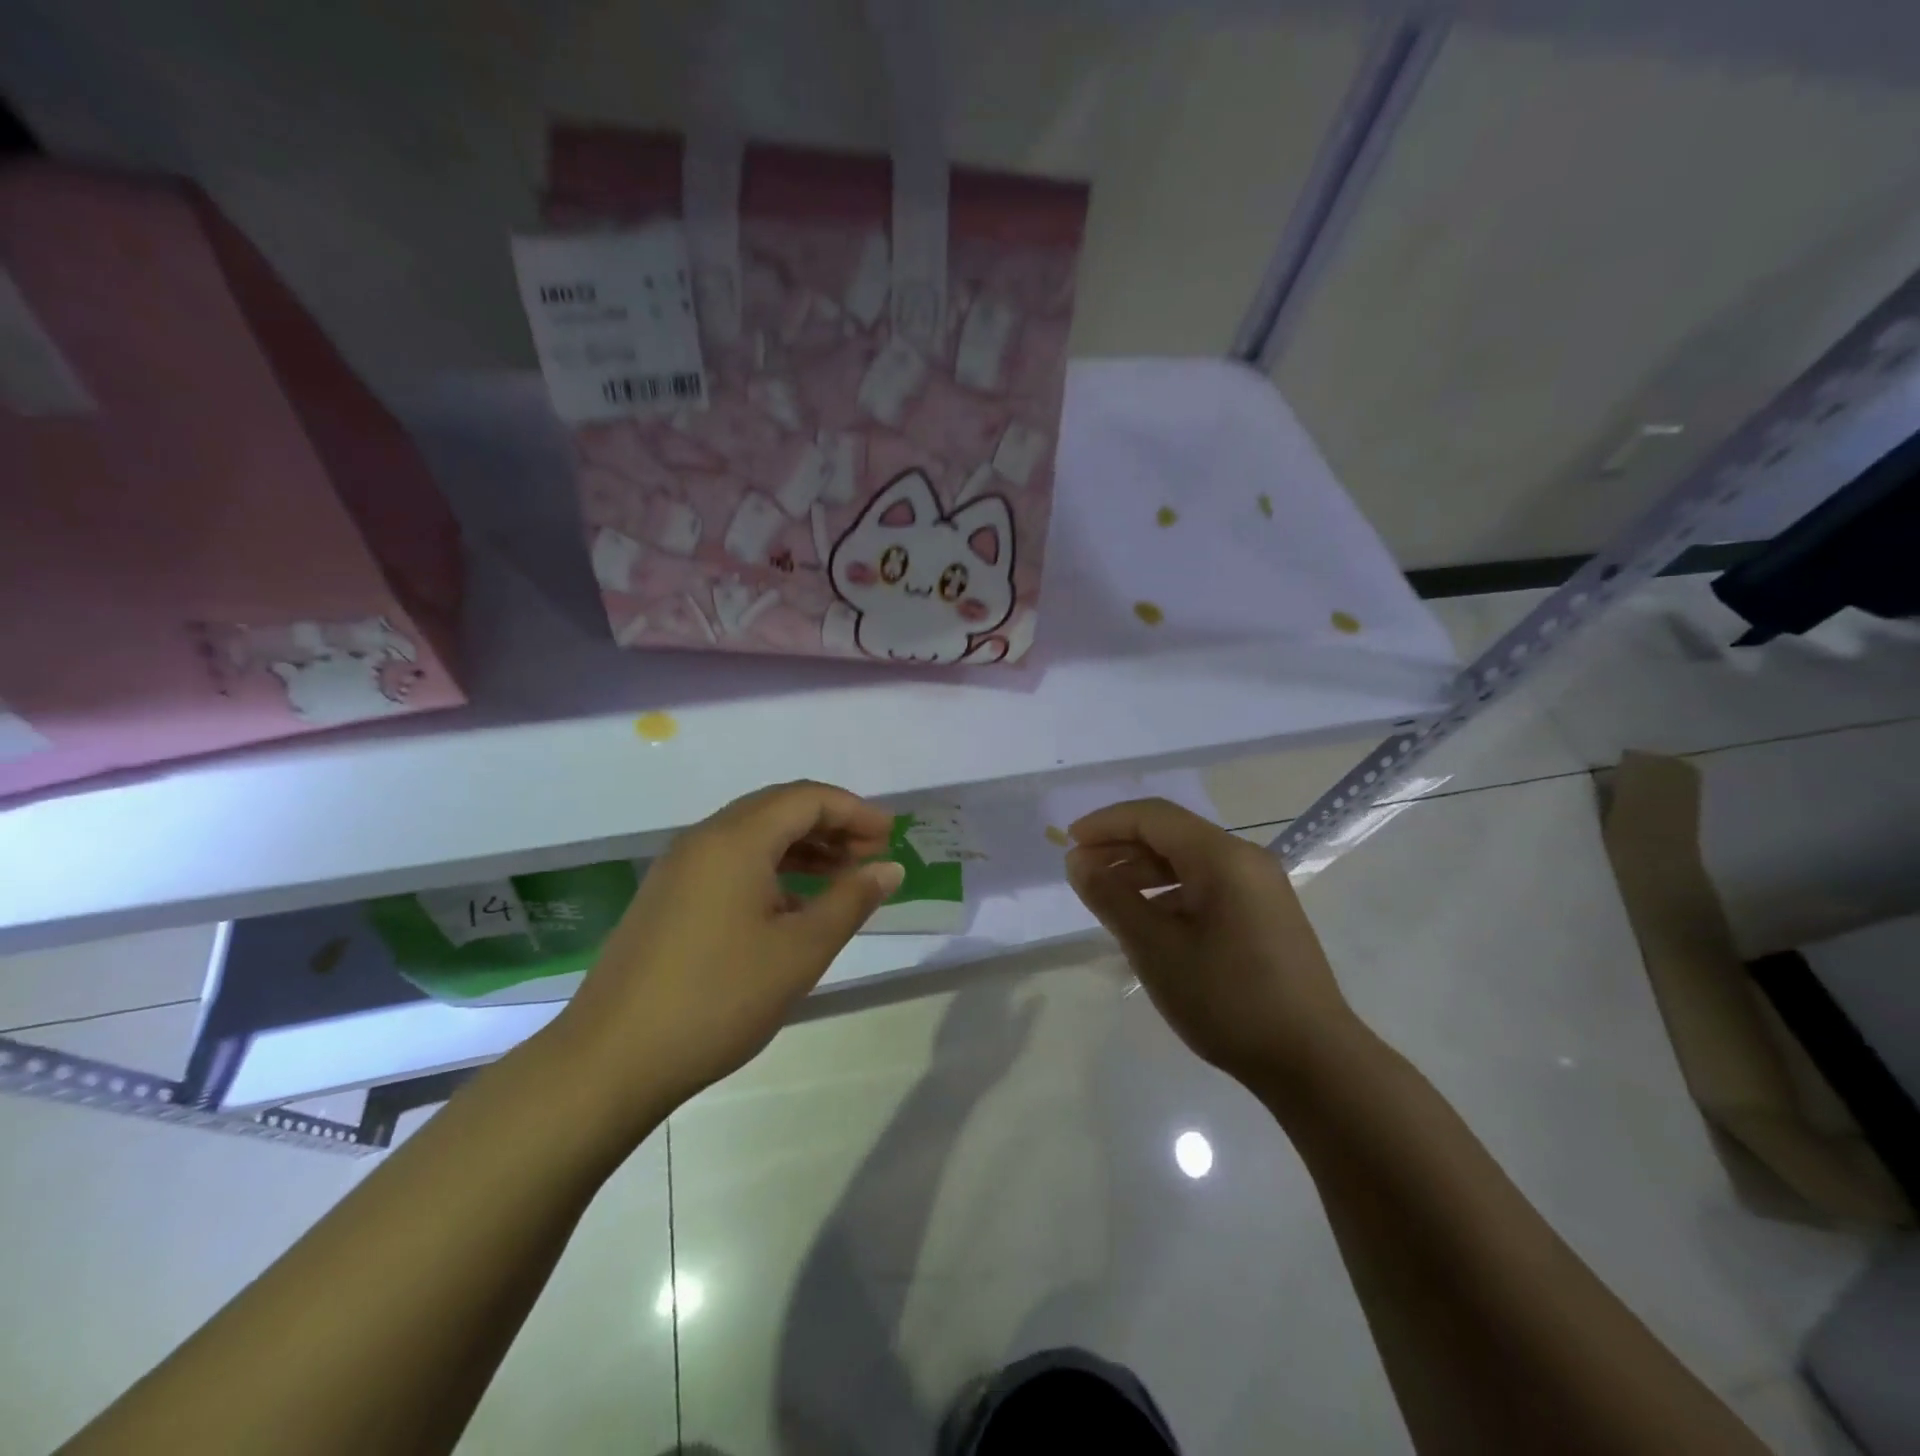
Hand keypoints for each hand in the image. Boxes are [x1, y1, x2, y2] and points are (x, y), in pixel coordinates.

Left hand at [554, 781, 903, 1117]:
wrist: (611, 1060)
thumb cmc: (718, 999)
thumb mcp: (800, 951)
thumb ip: (850, 901)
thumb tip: (888, 869)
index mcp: (735, 840)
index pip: (807, 799)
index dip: (854, 812)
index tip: (891, 838)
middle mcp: (703, 839)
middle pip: (778, 808)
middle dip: (830, 824)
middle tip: (871, 855)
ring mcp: (679, 868)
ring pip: (753, 836)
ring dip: (802, 847)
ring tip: (841, 877)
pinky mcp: (667, 898)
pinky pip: (730, 862)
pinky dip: (770, 869)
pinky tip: (792, 906)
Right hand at [1064, 798, 1361, 1092]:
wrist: (1313, 1062)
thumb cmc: (1227, 999)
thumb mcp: (1155, 948)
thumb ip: (1111, 897)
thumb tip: (1078, 861)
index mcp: (1222, 857)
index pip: (1152, 817)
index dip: (1105, 824)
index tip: (1068, 844)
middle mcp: (1245, 860)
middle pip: (1171, 834)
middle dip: (1121, 847)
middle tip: (1080, 873)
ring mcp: (1259, 888)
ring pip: (1188, 861)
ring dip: (1143, 872)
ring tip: (1107, 898)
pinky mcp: (1264, 915)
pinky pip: (1207, 886)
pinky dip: (1169, 893)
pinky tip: (1148, 922)